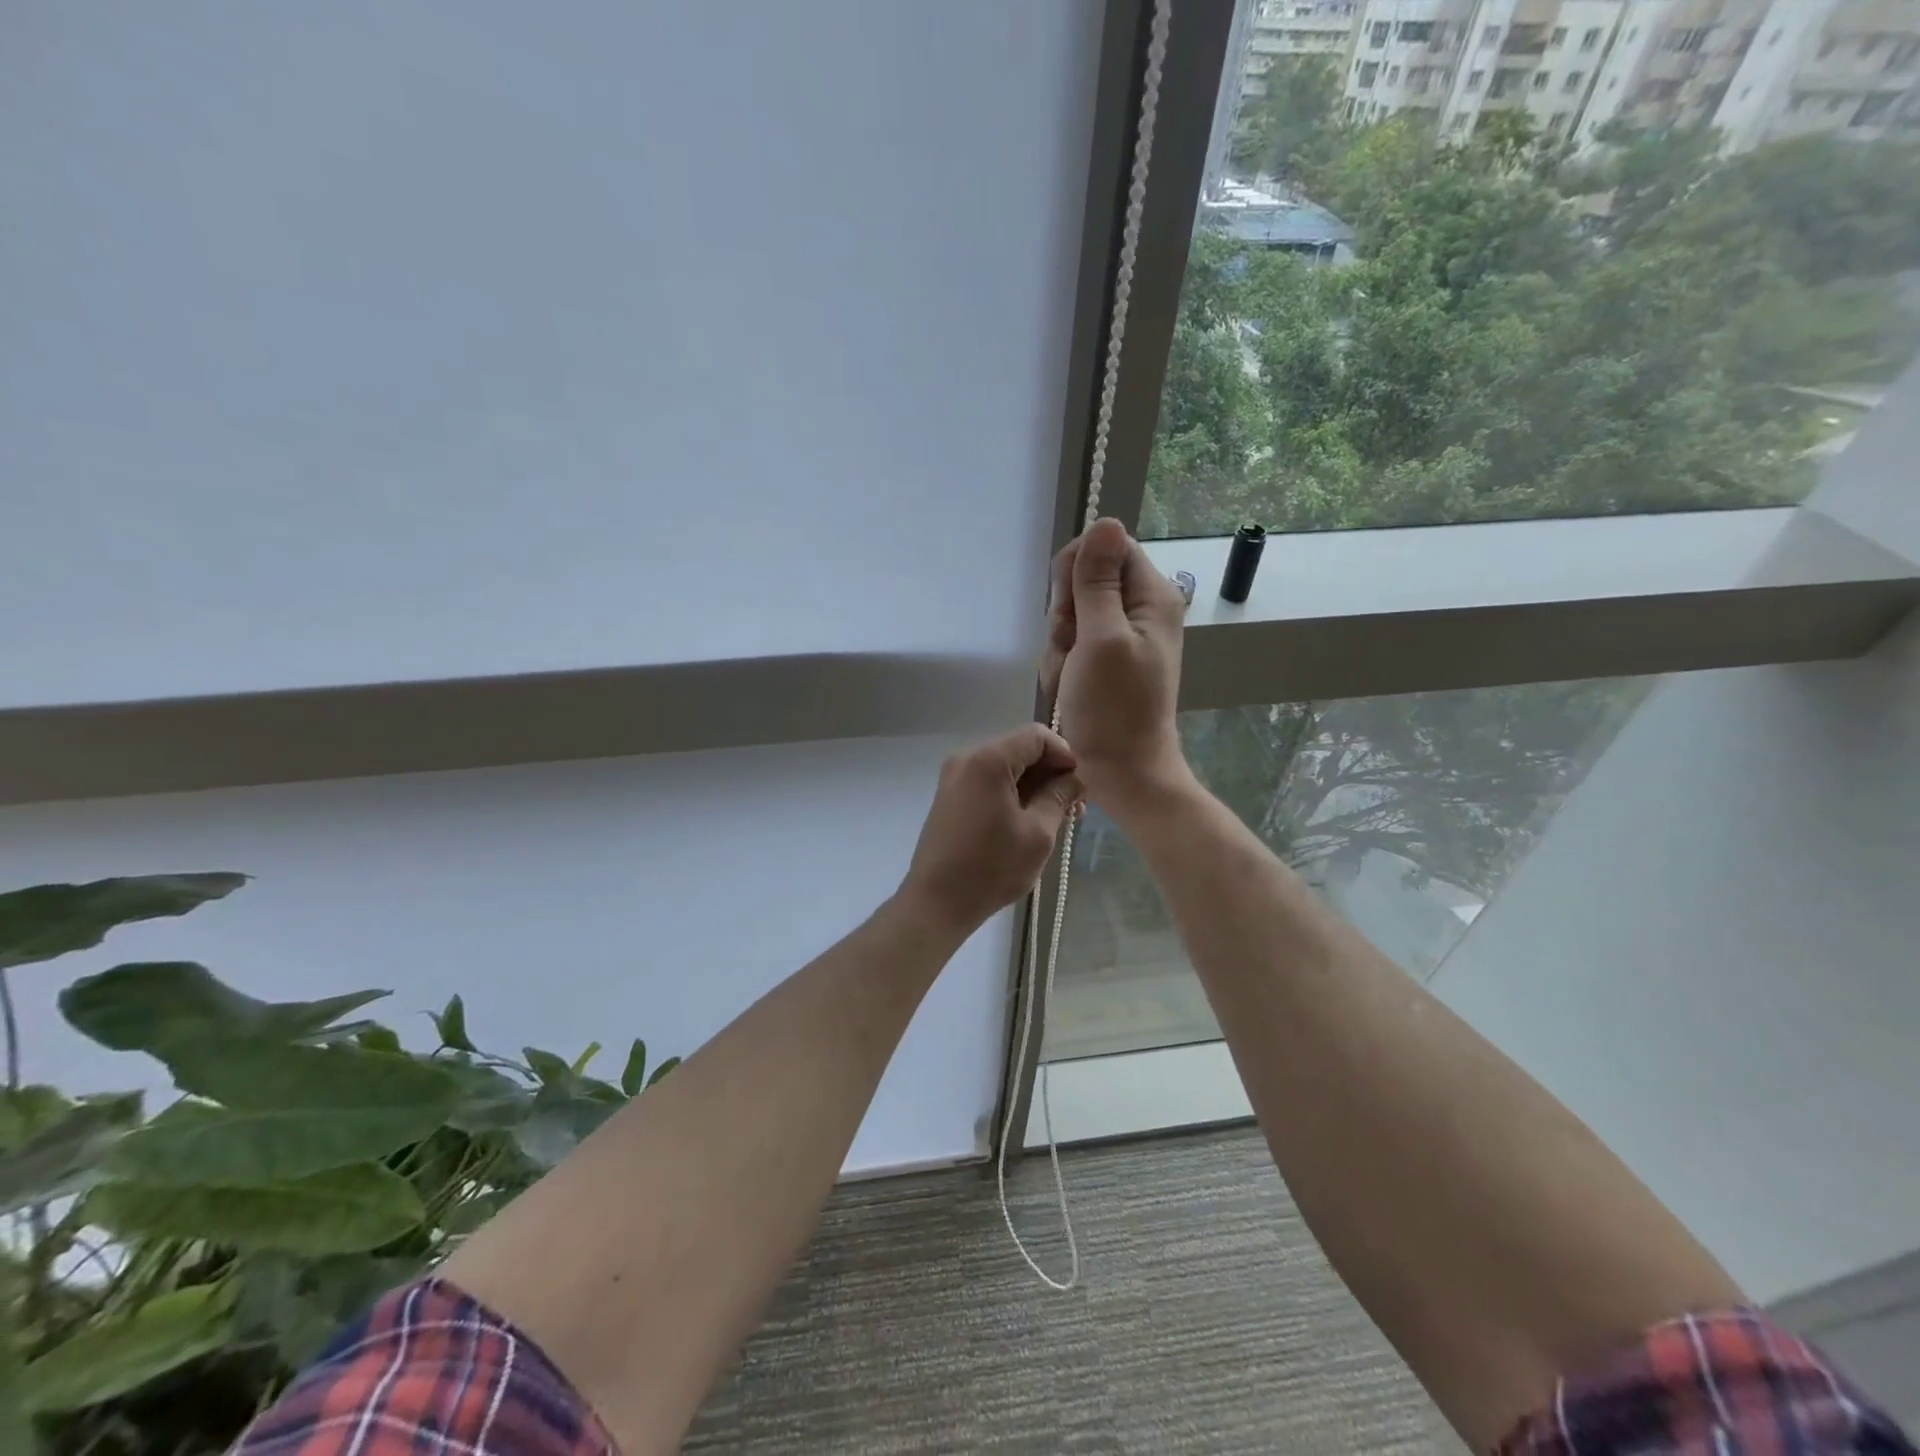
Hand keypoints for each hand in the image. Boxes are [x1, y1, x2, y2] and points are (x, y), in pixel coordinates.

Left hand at [900, 725, 1081, 932]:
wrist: (937, 902)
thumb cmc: (992, 867)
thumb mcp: (1038, 833)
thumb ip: (1059, 797)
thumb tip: (1073, 779)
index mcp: (988, 760)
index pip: (1036, 736)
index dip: (1064, 755)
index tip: (1079, 786)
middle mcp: (966, 759)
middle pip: (1019, 749)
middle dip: (1050, 772)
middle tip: (1073, 807)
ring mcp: (954, 778)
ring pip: (1005, 767)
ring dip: (1032, 785)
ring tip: (1056, 818)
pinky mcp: (950, 797)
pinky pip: (988, 782)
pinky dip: (1011, 794)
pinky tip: (1028, 821)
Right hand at [1041, 517, 1189, 807]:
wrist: (1121, 770)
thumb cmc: (1113, 708)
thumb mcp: (1100, 639)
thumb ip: (1098, 581)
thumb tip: (1105, 520)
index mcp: (1151, 596)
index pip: (1105, 547)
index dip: (1076, 571)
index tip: (1070, 610)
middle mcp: (1139, 609)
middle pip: (1084, 580)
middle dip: (1065, 615)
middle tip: (1071, 649)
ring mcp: (1120, 636)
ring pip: (1071, 613)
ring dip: (1059, 644)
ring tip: (1070, 676)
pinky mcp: (1104, 659)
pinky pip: (1070, 642)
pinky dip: (1061, 663)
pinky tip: (1067, 686)